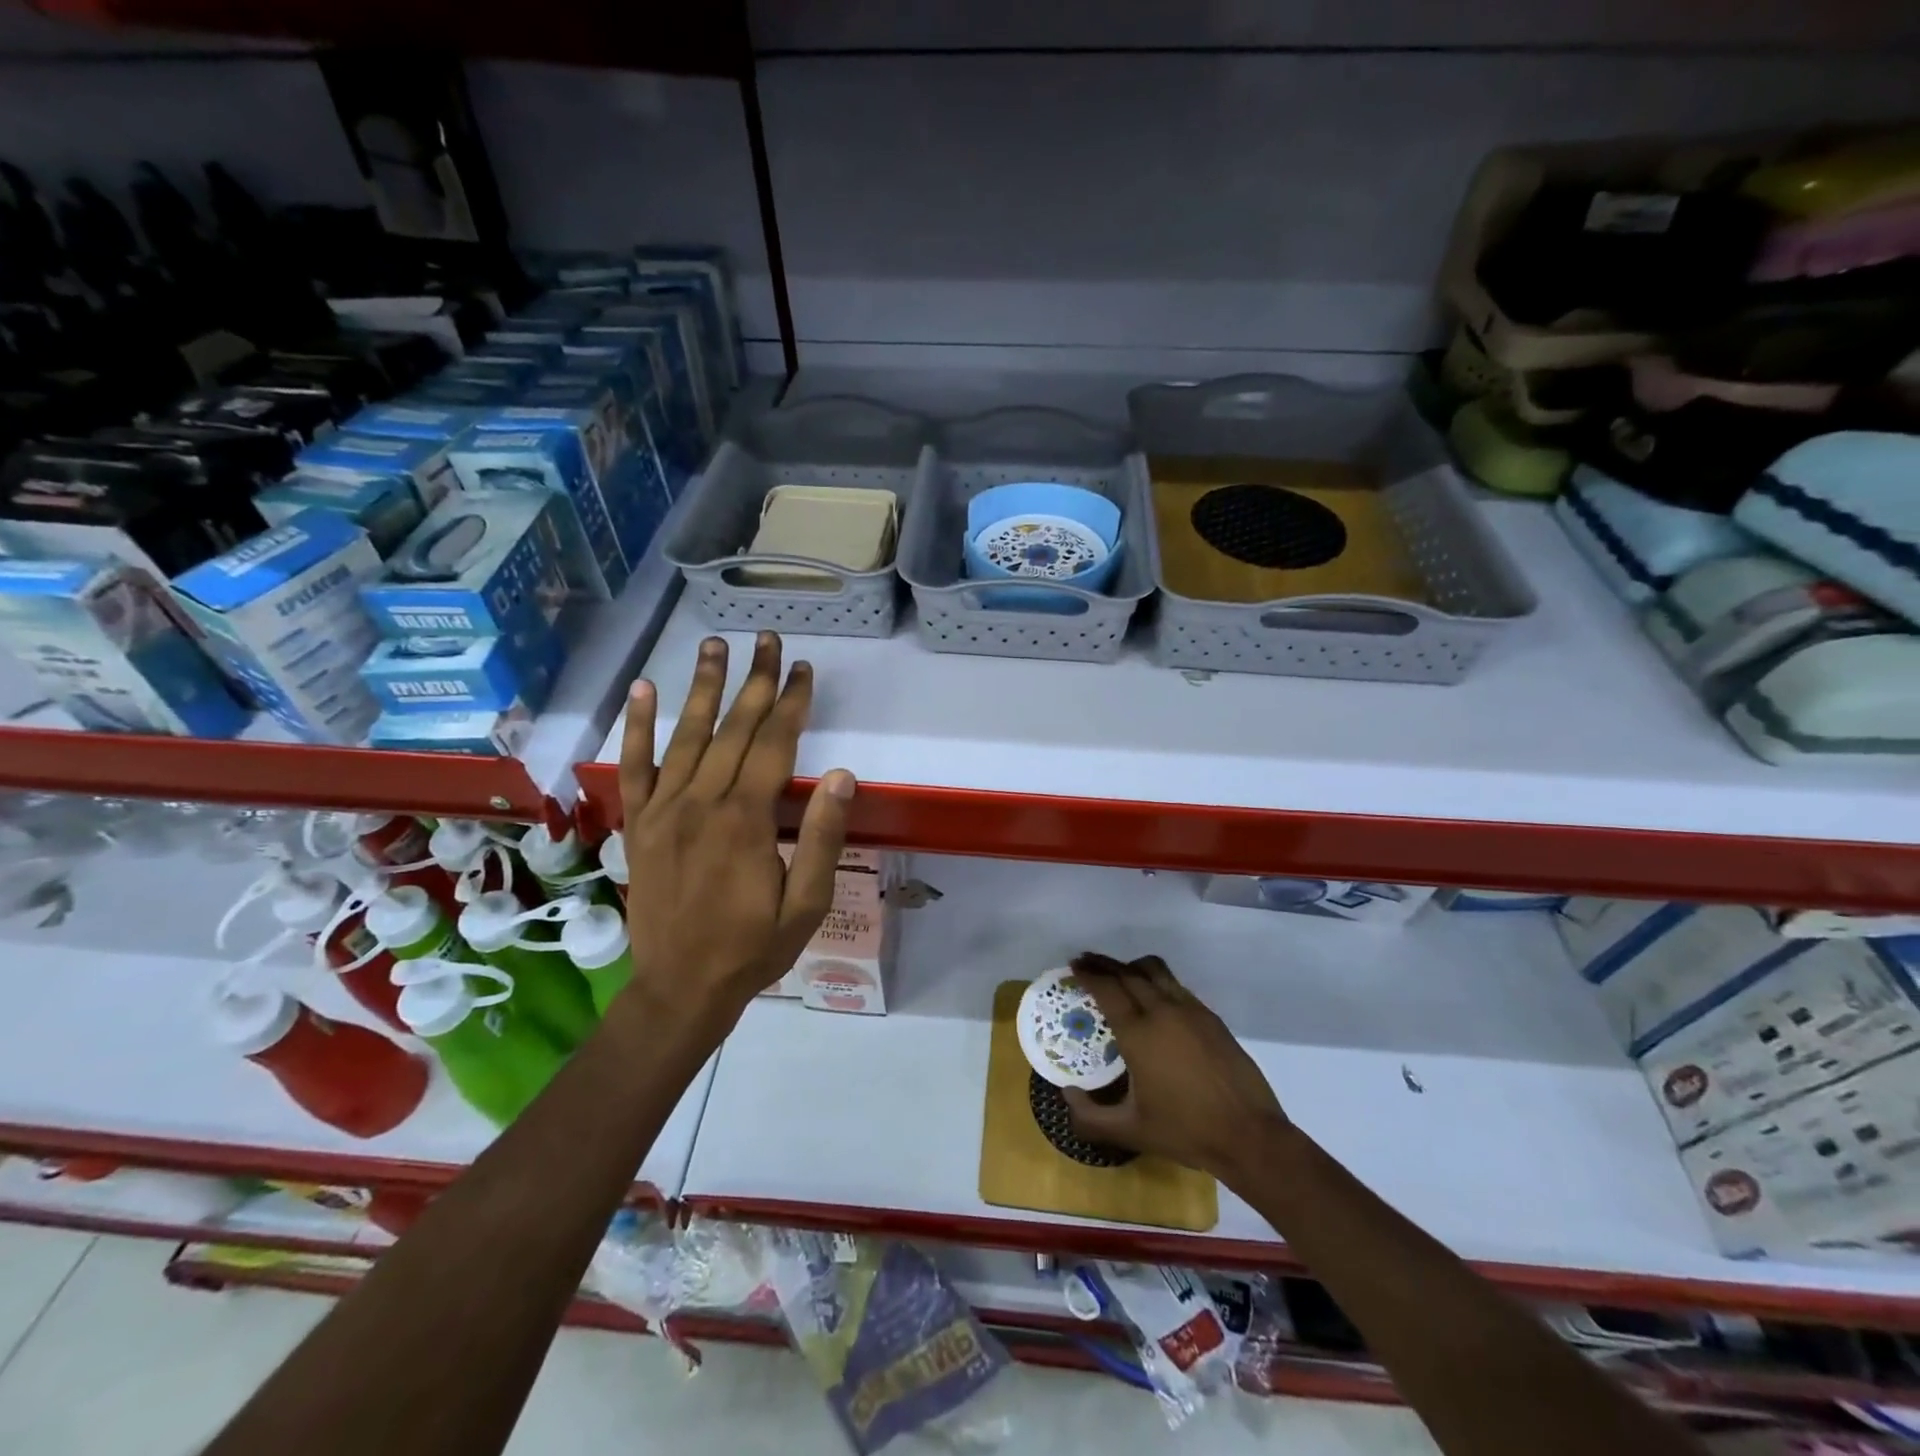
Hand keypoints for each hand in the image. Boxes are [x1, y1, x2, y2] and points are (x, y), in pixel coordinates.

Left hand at [617, 632, 855, 1029]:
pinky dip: (638, 726)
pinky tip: (644, 690)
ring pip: (686, 736)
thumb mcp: (805, 903)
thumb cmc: (753, 948)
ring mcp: (663, 810)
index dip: (791, 703)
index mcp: (745, 821)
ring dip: (702, 687)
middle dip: (755, 681)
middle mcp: (701, 802)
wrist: (680, 988)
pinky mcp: (639, 824)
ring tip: (715, 645)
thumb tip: (841, 775)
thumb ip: (820, 837)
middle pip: (733, 729)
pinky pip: (634, 767)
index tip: (803, 668)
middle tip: (768, 639)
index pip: (773, 745)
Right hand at [1064, 952, 1288, 1180]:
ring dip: (1131, 966)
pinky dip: (1157, 980)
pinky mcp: (1211, 1018)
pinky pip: (1176, 985)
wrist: (1249, 1135)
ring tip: (1118, 971)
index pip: (1107, 989)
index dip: (1088, 974)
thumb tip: (1067, 1094)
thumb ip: (1090, 1117)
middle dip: (1103, 964)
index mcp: (1139, 1034)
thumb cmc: (1185, 1131)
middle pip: (1127, 973)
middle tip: (1086, 961)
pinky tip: (1154, 997)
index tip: (1073, 966)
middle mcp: (1162, 1012)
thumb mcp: (1131, 1131)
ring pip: (1155, 971)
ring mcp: (1190, 1011)